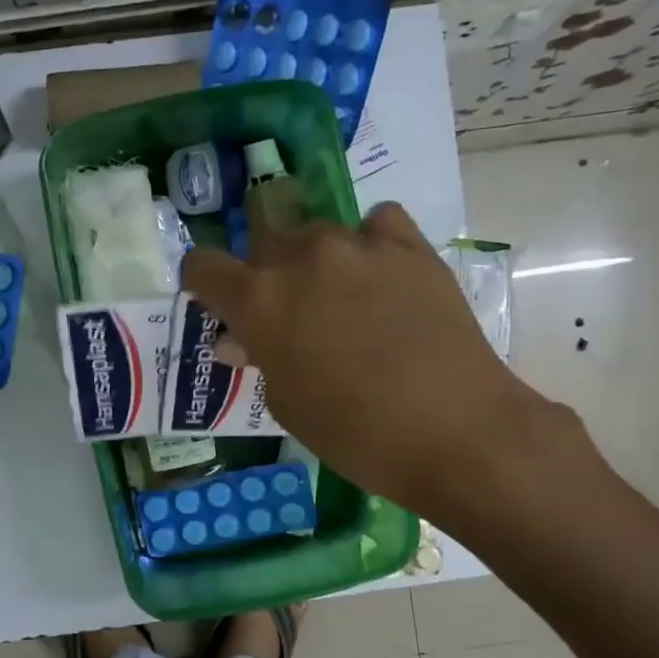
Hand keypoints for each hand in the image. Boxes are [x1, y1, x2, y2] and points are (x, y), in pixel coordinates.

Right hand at [180, 202, 567, 513]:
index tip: (217, 303)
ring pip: (317, 234)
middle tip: (289, 316)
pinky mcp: (410, 246)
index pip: (203, 266)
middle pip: (263, 244)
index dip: (203, 283)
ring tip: (343, 301)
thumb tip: (240, 340)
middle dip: (265, 276)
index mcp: (258, 300)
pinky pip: (376, 224)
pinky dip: (370, 243)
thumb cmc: (354, 433)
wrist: (454, 431)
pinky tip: (382, 274)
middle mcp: (301, 257)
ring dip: (316, 262)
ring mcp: (358, 245)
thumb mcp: (287, 404)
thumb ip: (260, 359)